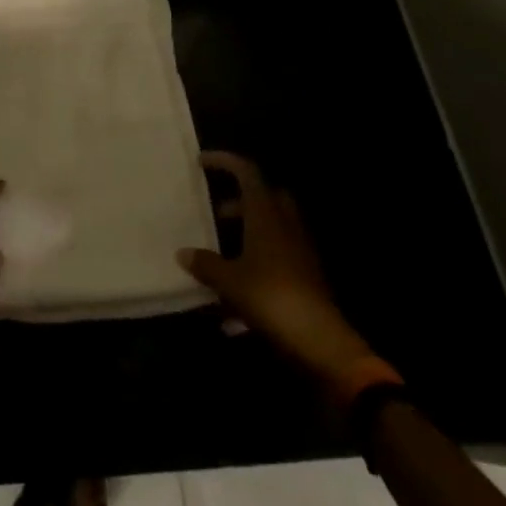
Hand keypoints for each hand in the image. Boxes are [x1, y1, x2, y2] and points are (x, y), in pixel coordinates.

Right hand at [179, 152, 384, 396]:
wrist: (322, 344)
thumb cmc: (271, 299)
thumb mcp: (229, 281)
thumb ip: (206, 264)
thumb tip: (183, 253)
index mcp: (266, 216)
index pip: (247, 173)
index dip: (225, 162)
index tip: (201, 161)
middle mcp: (286, 227)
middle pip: (265, 198)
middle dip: (240, 201)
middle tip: (216, 213)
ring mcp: (300, 252)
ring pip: (273, 228)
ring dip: (248, 233)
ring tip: (219, 255)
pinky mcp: (307, 278)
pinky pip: (278, 259)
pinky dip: (257, 265)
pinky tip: (233, 300)